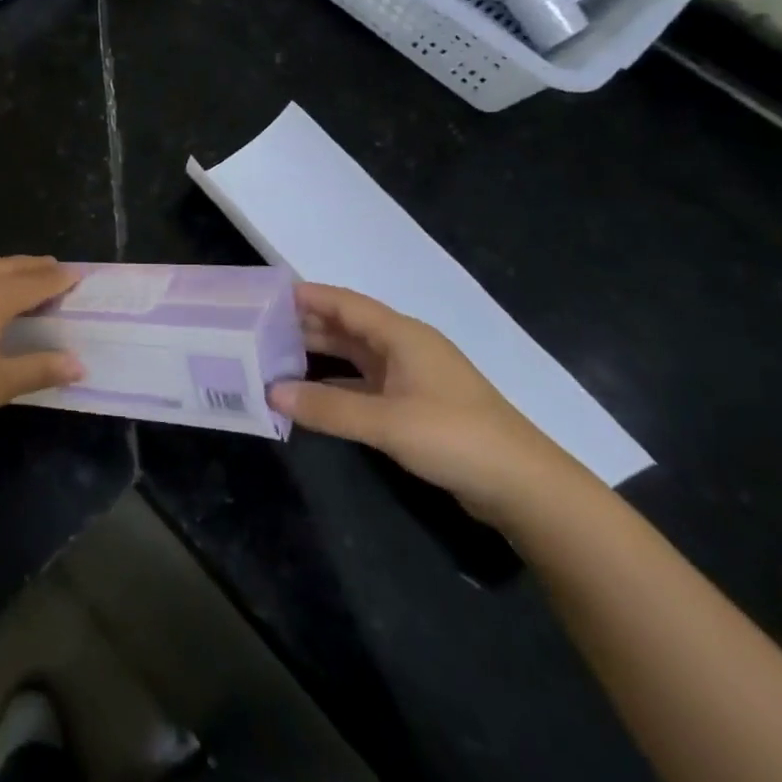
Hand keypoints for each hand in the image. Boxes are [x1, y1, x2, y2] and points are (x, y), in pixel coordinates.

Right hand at [268, 283, 588, 526]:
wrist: (524, 487)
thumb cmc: (455, 437)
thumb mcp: (386, 422)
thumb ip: (327, 407)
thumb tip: (271, 393)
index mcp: (401, 335)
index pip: (343, 303)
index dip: (306, 296)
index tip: (264, 294)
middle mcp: (403, 348)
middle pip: (345, 327)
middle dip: (304, 327)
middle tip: (257, 329)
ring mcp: (410, 378)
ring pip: (353, 357)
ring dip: (317, 357)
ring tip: (273, 358)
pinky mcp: (413, 406)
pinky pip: (362, 385)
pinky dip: (334, 387)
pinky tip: (308, 397)